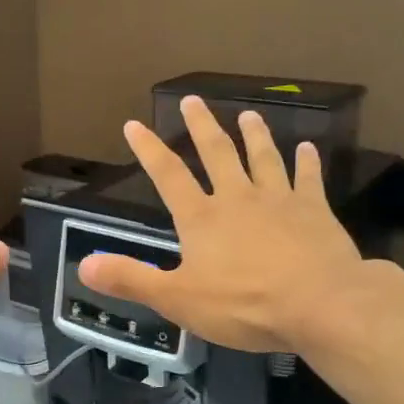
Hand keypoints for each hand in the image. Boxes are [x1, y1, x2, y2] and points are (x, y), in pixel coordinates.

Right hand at [77, 96, 363, 352]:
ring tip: (249, 114)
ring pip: (263, 158)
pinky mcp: (315, 211)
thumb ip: (130, 280)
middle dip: (202, 125)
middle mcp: (238, 199)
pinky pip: (308, 179)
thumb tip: (84, 265)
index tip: (134, 125)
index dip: (149, 150)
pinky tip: (307, 148)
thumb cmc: (244, 305)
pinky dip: (306, 162)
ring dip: (255, 135)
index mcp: (202, 218)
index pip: (168, 175)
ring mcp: (279, 201)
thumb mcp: (177, 299)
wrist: (320, 305)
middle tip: (193, 99)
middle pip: (217, 153)